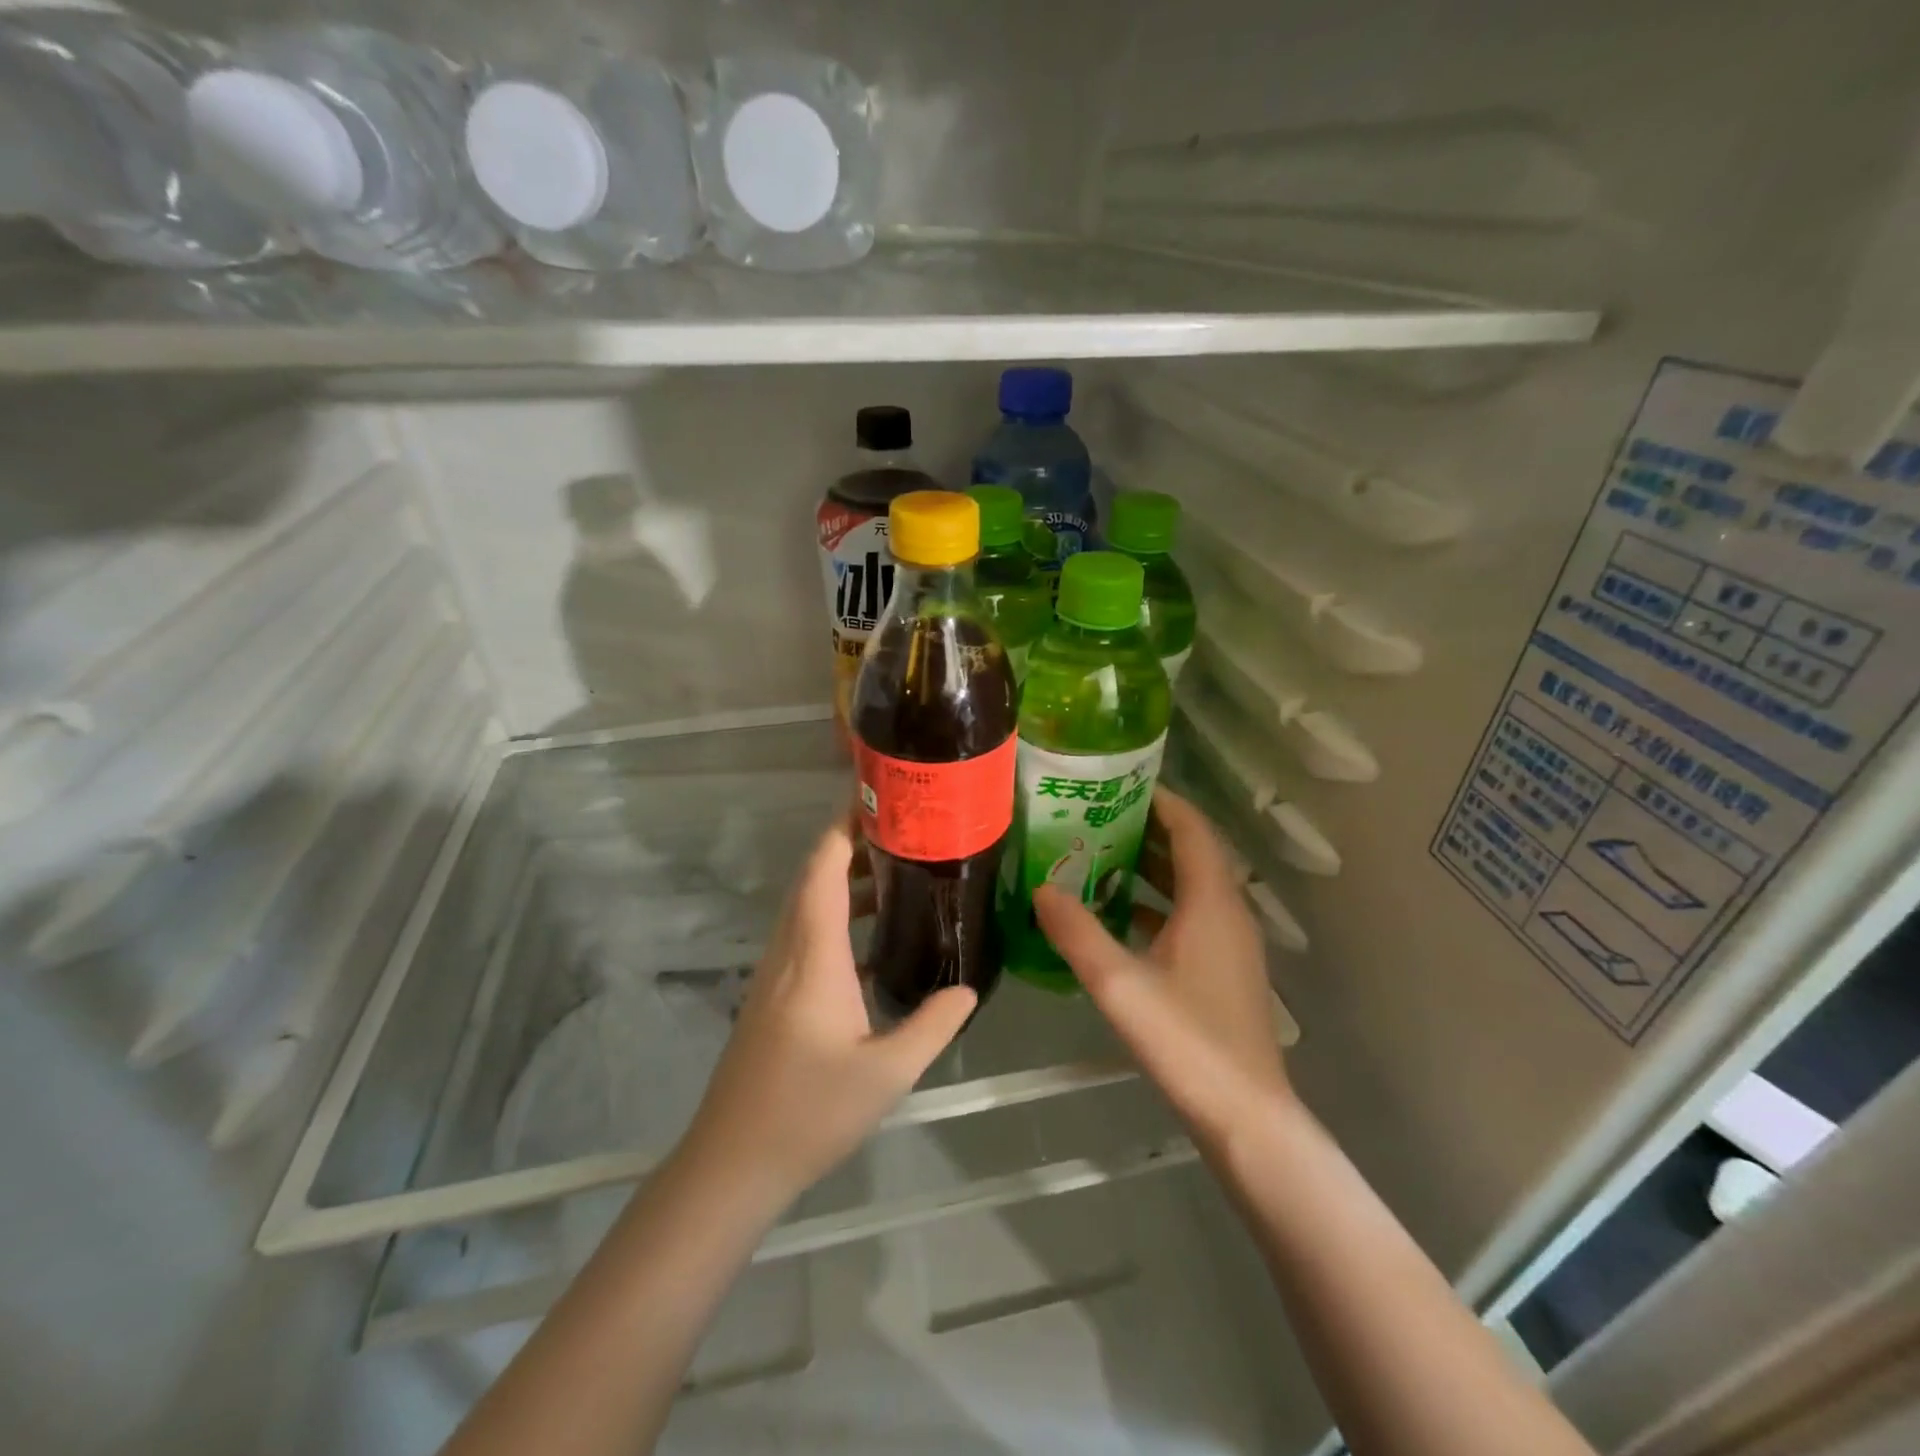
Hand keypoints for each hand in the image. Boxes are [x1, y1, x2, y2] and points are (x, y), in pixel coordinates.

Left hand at [681, 819, 975, 1212]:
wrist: (732, 1162)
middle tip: (903, 833)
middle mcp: (788, 951)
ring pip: (807, 905)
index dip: (844, 828)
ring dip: (844, 882)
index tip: (877, 800)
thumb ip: (932, 1026)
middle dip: (852, 846)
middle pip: (813, 878)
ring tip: (896, 876)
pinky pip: (804, 934)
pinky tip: (869, 940)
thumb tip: (967, 988)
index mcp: (813, 955)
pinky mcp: (771, 995)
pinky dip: (835, 916)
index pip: (824, 870)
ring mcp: (774, 973)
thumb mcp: (886, 1074)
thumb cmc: (808, 1111)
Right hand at [1034, 787, 1289, 1146]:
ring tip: (1097, 856)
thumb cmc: (1187, 1040)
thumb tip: (1041, 888)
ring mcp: (1230, 943)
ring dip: (1150, 868)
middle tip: (1094, 817)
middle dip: (1146, 829)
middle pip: (1191, 852)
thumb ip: (1076, 932)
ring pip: (1190, 886)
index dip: (1160, 799)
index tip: (1118, 783)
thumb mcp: (1119, 983)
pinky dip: (1157, 904)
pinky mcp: (1224, 970)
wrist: (1246, 1116)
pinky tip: (1117, 917)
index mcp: (1212, 901)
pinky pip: (1190, 916)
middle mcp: (1228, 911)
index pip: (1191, 828)